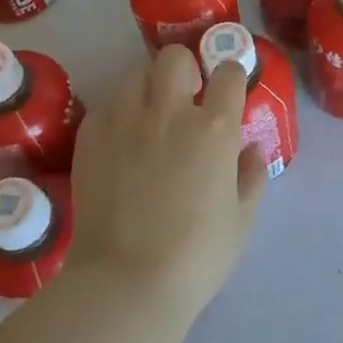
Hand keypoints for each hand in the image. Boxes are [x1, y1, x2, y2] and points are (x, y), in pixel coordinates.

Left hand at [65, 44, 266, 325]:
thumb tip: (250, 149)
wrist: (126, 285)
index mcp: (214, 128)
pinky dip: (116, 116)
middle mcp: (170, 112)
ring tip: (148, 116)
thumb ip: (251, 176)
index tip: (228, 92)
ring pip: (135, 75)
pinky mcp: (90, 138)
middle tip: (185, 97)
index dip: (230, 78)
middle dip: (184, 68)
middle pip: (175, 57)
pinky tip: (120, 142)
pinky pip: (106, 108)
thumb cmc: (197, 257)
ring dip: (147, 88)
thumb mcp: (241, 220)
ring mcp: (125, 122)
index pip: (227, 72)